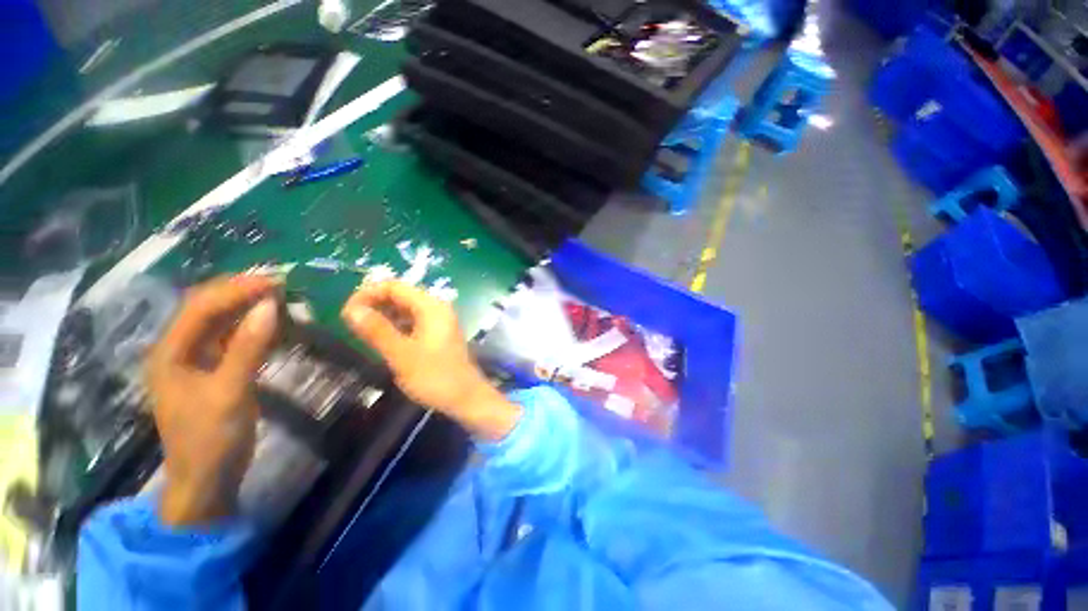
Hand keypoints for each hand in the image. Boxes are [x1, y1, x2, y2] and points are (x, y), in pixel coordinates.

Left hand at [146, 276, 280, 526]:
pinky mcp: (212, 371)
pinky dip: (251, 326)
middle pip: (206, 308)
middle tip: (280, 285)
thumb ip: (248, 347)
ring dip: (247, 307)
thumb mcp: (230, 392)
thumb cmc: (211, 438)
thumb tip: (270, 305)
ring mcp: (194, 361)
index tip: (275, 282)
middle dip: (240, 292)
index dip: (236, 290)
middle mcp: (177, 350)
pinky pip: (230, 338)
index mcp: (169, 353)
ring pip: (219, 322)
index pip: (201, 306)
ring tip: (279, 298)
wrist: (207, 480)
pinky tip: (270, 323)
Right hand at [342, 281, 519, 440]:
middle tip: (350, 323)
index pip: (394, 286)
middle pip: (401, 295)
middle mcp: (437, 308)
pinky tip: (383, 338)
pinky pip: (414, 321)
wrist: (466, 397)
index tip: (346, 312)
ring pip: (406, 309)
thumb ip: (377, 330)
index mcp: (431, 306)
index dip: (367, 293)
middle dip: (374, 304)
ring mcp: (439, 321)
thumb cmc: (435, 376)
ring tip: (362, 331)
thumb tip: (351, 310)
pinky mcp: (438, 333)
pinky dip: (396, 325)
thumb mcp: (401, 354)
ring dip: (384, 315)